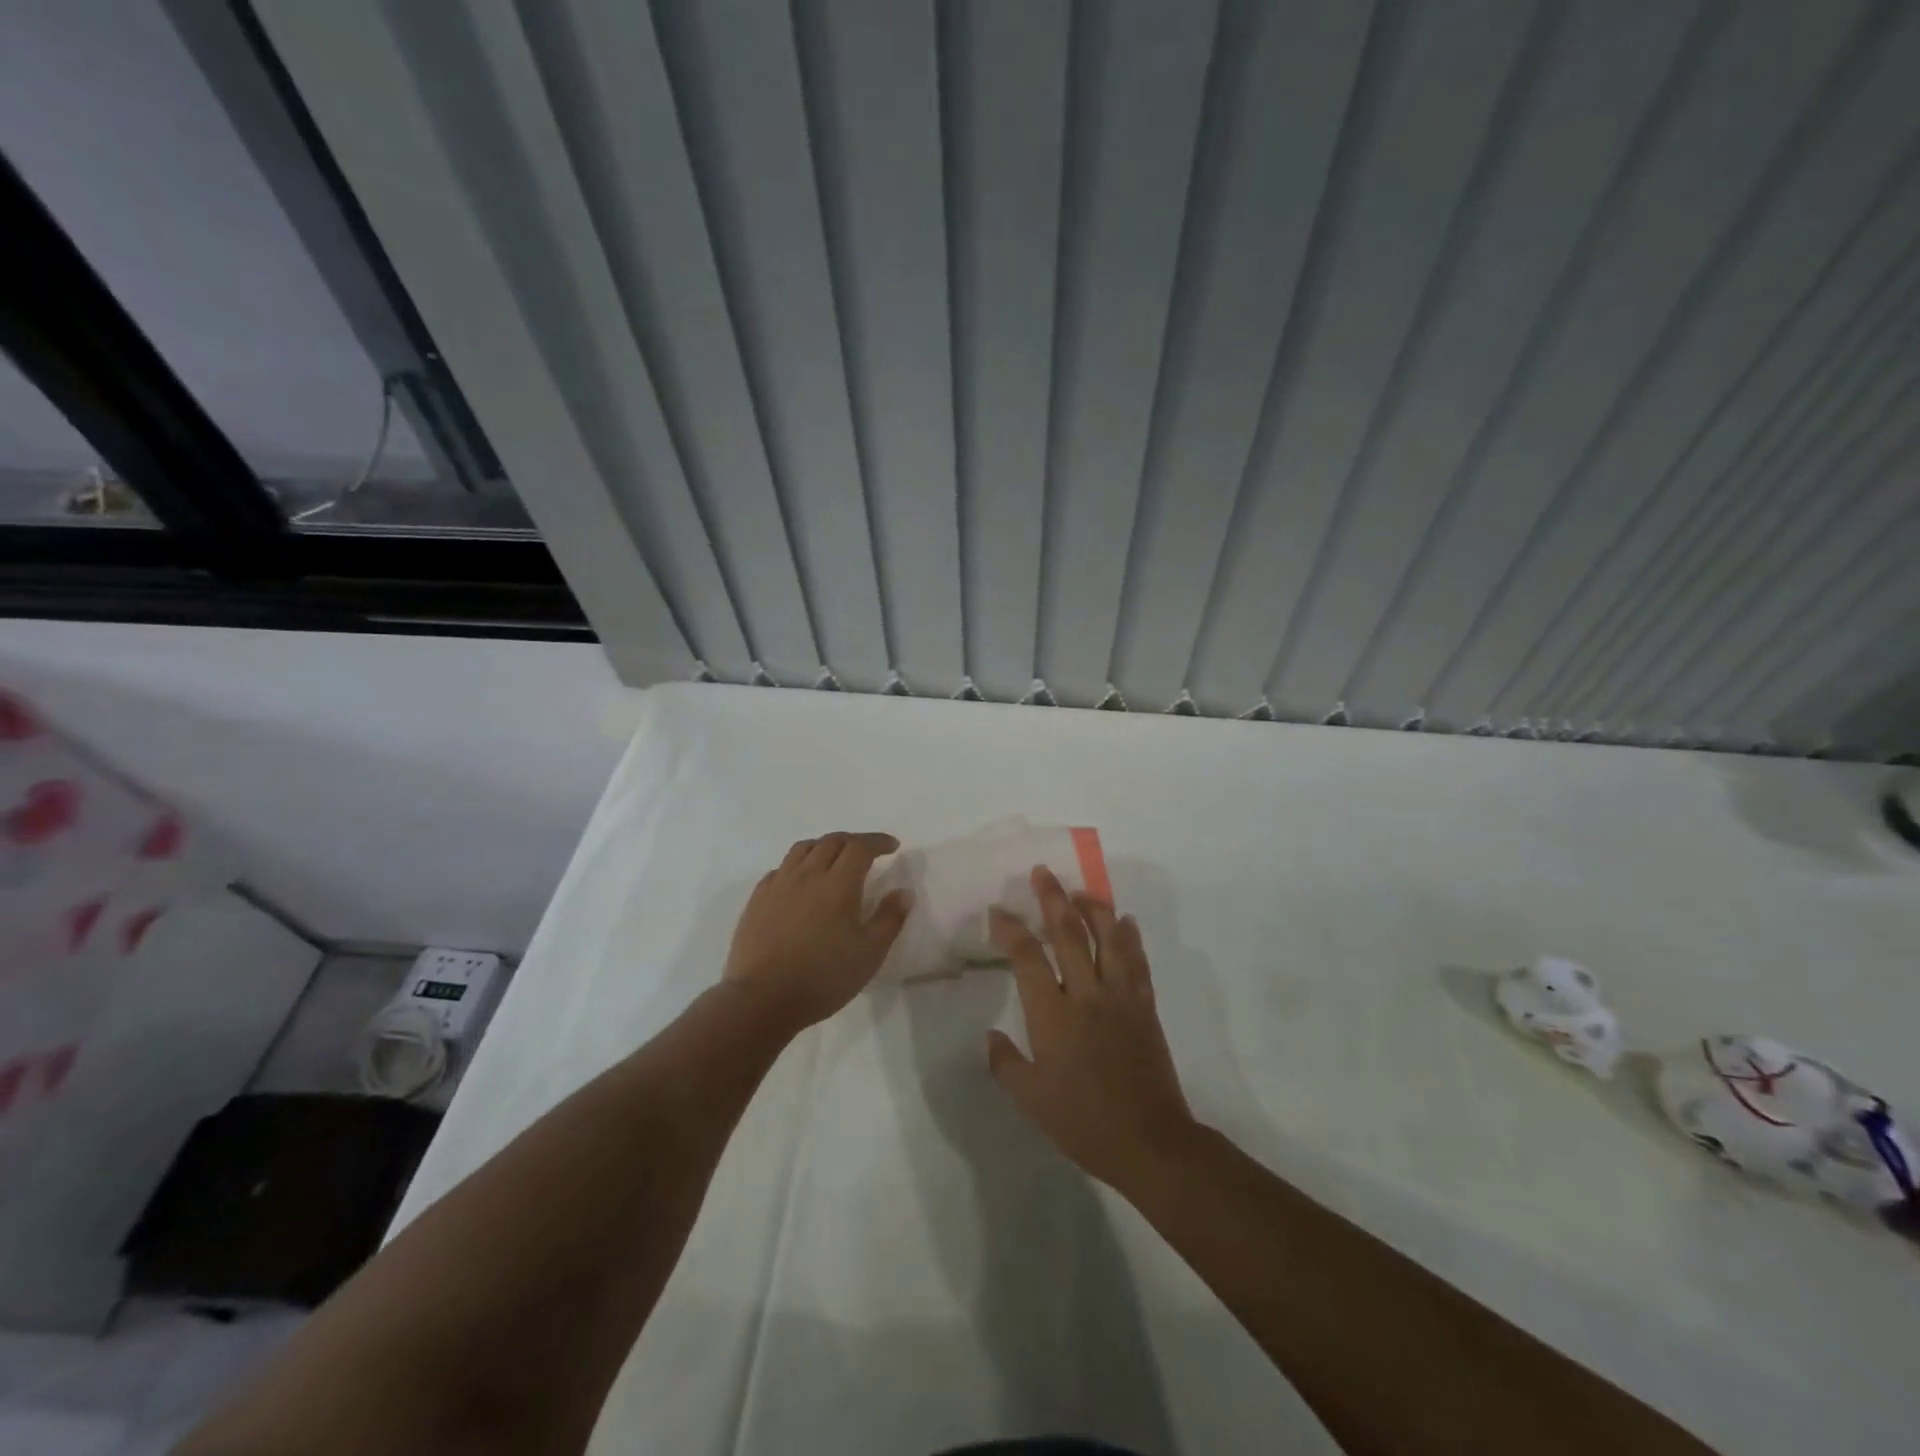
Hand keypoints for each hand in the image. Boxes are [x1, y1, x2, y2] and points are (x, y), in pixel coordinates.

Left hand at [721, 831, 912, 1033]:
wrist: (762, 999)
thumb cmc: (823, 978)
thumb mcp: (869, 954)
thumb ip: (889, 919)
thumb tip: (904, 892)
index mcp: (838, 884)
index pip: (860, 846)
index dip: (878, 841)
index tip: (892, 846)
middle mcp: (807, 875)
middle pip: (832, 841)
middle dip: (854, 841)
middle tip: (867, 852)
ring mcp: (778, 885)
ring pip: (803, 848)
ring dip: (824, 846)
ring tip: (834, 859)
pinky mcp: (757, 899)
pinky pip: (781, 868)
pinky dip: (798, 865)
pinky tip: (800, 881)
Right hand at [985, 867, 1197, 1188]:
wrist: (1149, 1141)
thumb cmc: (1083, 1122)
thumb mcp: (1031, 1100)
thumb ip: (1006, 1063)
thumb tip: (990, 1035)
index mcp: (1053, 1015)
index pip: (1027, 957)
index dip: (1010, 930)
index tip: (998, 911)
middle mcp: (1086, 994)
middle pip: (1068, 934)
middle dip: (1052, 899)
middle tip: (1042, 873)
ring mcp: (1120, 997)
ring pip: (1107, 938)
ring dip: (1093, 908)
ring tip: (1080, 889)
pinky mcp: (1144, 1006)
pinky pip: (1136, 962)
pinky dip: (1130, 937)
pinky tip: (1126, 921)